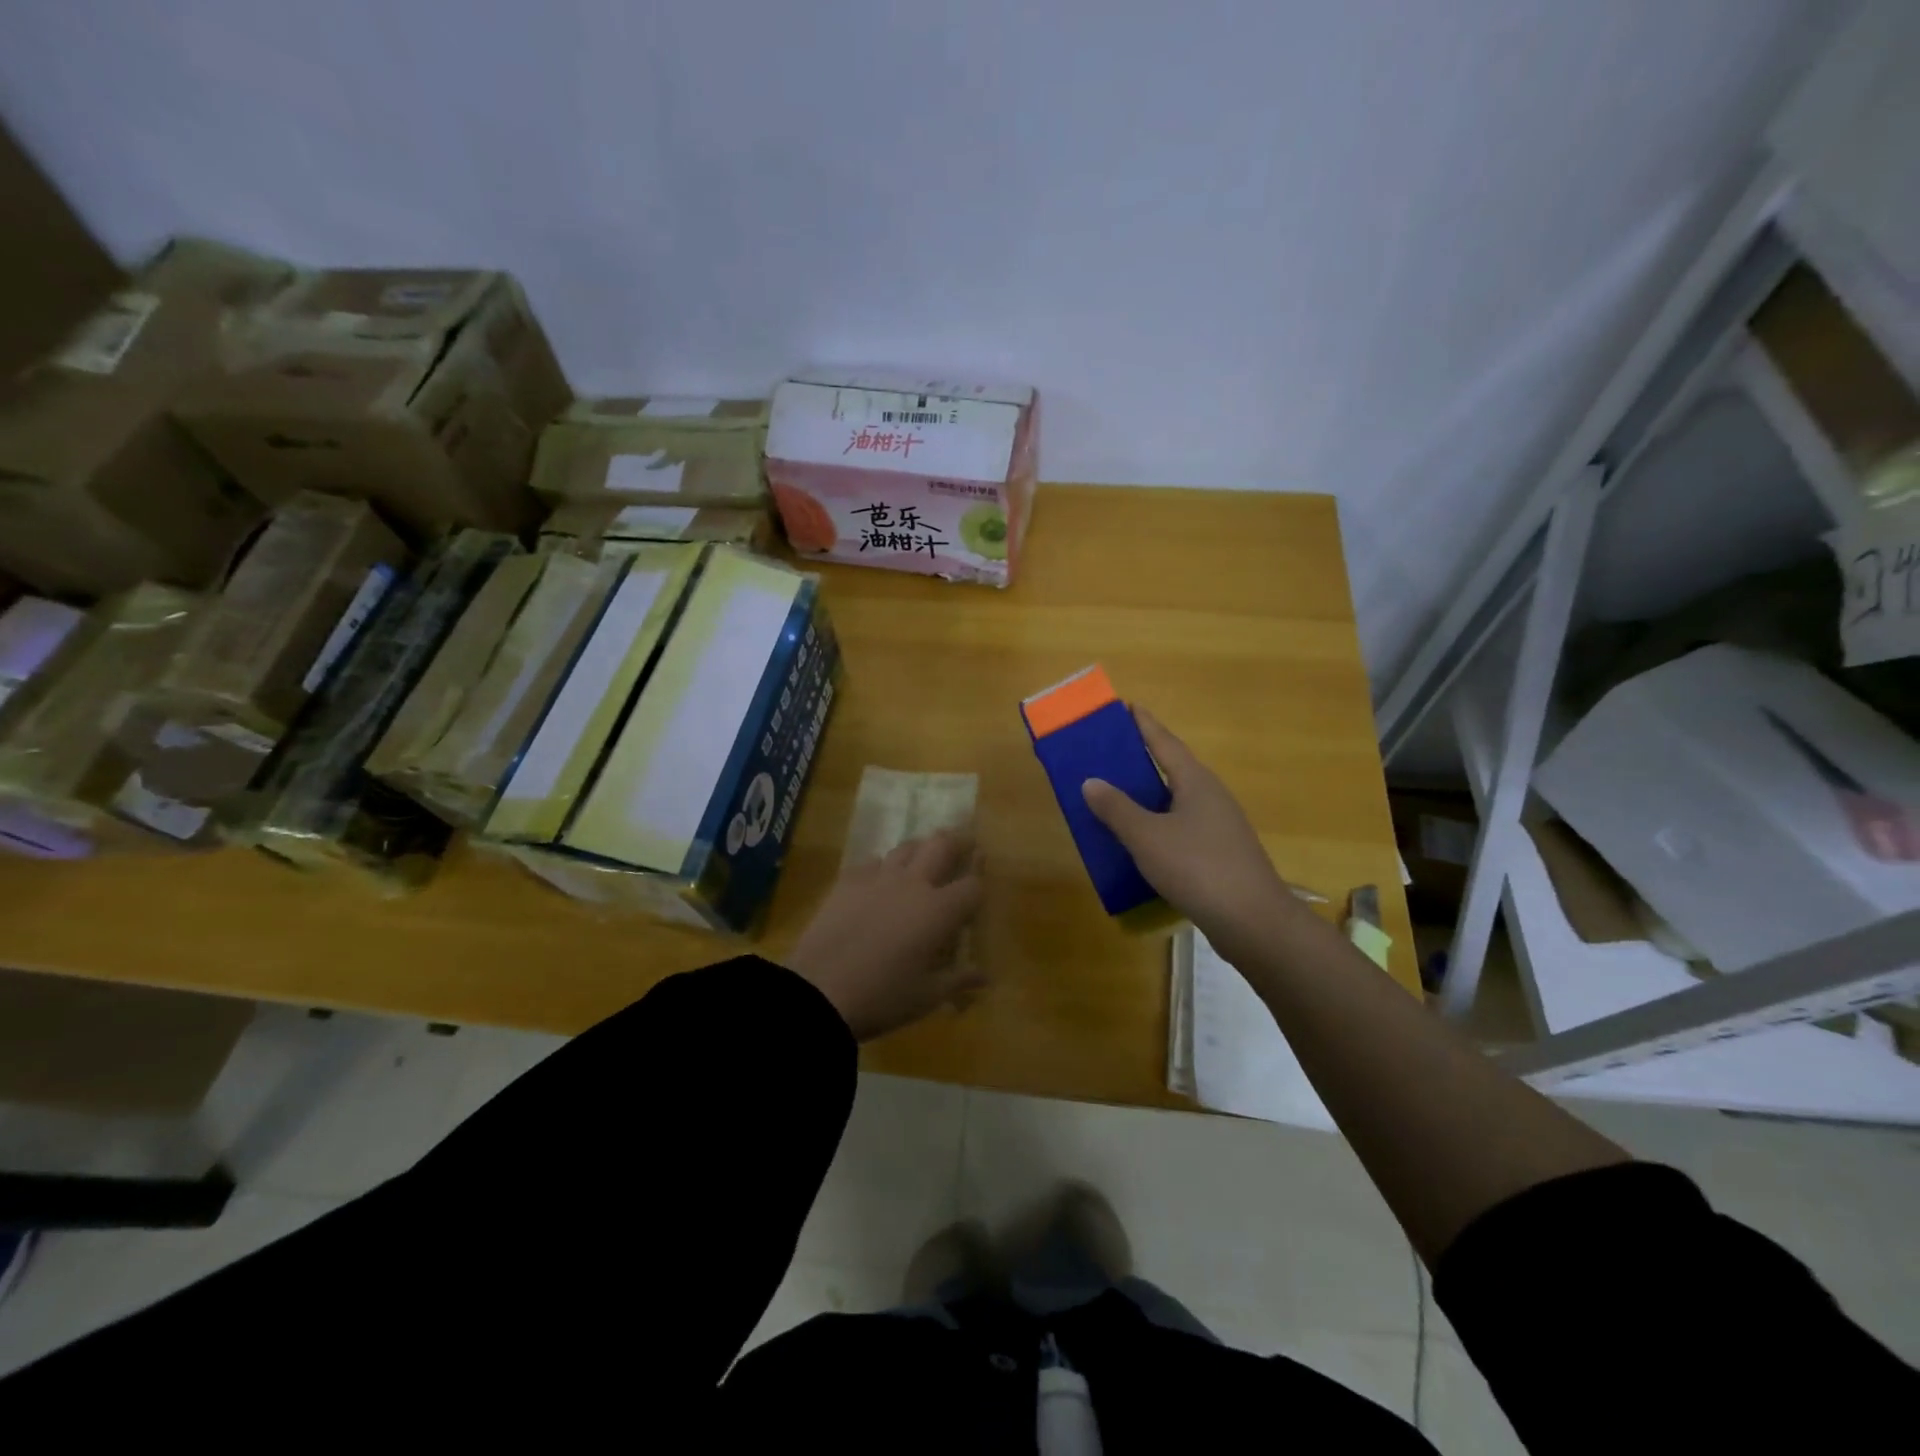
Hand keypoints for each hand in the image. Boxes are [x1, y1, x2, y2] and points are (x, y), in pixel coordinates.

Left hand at [785, 828, 985, 1041]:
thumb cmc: (882, 997)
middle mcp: (913, 884)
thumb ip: (958, 980)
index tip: (977, 891)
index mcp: (938, 911)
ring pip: (906, 847)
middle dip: (957, 842)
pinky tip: (879, 882)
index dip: (979, 886)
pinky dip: (882, 867)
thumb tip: (985, 977)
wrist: (818, 992)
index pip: (971, 886)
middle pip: (941, 845)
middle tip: (962, 846)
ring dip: (919, 850)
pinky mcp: (847, 881)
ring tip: (922, 860)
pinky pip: (872, 863)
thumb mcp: (926, 996)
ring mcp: (878, 878)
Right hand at [1081, 707, 1300, 961]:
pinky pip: (1181, 829)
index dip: (1144, 724)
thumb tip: (1091, 781)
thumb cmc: (1198, 868)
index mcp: (1196, 782)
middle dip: (1141, 761)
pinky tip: (1140, 842)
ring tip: (1116, 797)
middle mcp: (1211, 797)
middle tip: (1108, 754)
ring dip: (1148, 797)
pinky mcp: (1220, 855)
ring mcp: (1219, 827)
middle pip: (1171, 769)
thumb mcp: (1147, 837)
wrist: (1253, 922)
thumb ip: (1116, 808)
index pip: (1165, 742)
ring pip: (1176, 803)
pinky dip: (1157, 827)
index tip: (1126, 707)